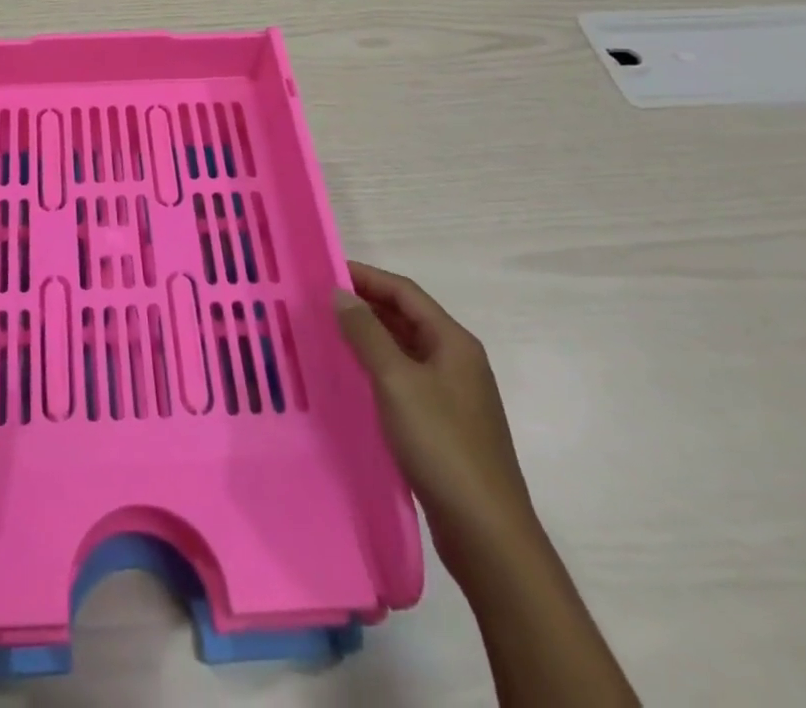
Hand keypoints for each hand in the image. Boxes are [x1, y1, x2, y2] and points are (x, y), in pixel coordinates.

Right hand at [334, 262, 537, 567]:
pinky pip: (404, 379)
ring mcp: (453, 394)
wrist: (487, 533)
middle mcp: (457, 361)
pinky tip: (351, 378)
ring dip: (369, 336)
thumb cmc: (442, 444)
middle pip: (406, 317)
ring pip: (404, 349)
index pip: (405, 292)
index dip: (366, 277)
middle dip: (364, 304)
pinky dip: (377, 368)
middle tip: (319, 302)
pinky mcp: (444, 424)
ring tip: (327, 333)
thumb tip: (340, 293)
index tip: (325, 271)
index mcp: (453, 342)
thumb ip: (367, 333)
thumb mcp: (397, 381)